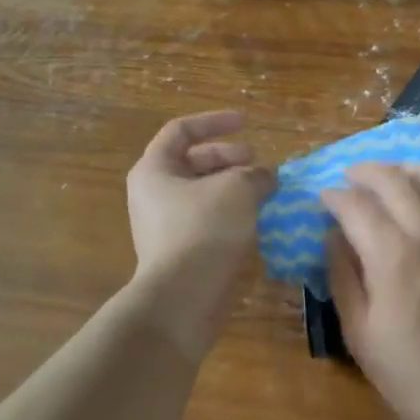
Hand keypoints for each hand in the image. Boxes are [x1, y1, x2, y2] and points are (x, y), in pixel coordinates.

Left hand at [127, 112, 274, 352]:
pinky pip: (207, 221)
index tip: (247, 123)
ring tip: (265, 192)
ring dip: (234, 188)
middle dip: (230, 158)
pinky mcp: (181, 251)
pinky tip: (257, 220)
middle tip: (259, 165)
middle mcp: (153, 194)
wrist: (183, 297)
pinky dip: (232, 214)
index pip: (181, 131)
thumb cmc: (204, 230)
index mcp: (154, 169)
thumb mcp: (237, 189)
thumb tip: (266, 176)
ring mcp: (165, 225)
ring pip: (204, 194)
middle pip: (193, 162)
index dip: (215, 122)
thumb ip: (255, 174)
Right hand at [323, 165, 419, 419]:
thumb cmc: (410, 374)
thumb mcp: (359, 332)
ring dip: (403, 170)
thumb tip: (332, 235)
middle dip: (364, 172)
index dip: (332, 196)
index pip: (354, 204)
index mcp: (392, 255)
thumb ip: (342, 275)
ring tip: (389, 180)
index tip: (323, 200)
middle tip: (350, 180)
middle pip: (392, 178)